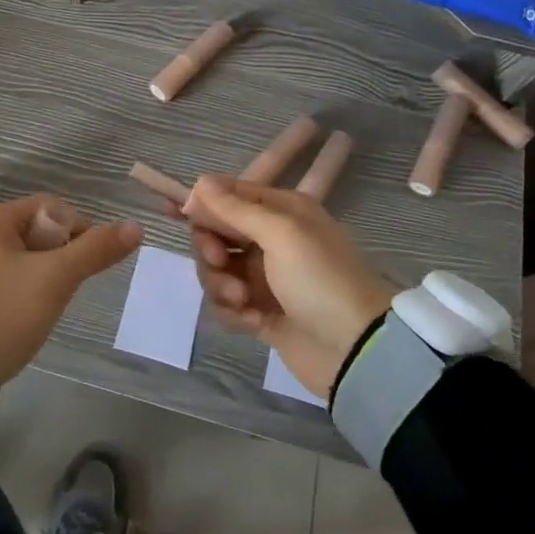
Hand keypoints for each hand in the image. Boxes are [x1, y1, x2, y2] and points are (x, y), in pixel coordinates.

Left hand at [0, 194, 141, 381]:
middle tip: (65, 286)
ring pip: (26, 256)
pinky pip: (10, 276)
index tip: (86, 263)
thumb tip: (136, 228)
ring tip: (47, 302)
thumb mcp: (56, 278)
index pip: (50, 207)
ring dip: (45, 274)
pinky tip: (29, 312)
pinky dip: (26, 288)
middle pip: (38, 231)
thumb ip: (95, 250)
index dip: (77, 229)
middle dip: (60, 256)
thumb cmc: (6, 310)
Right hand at [182, 177, 394, 397]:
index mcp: (281, 211)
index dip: (203, 203)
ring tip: (242, 301)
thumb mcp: (281, 233)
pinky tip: (251, 322)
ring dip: (220, 283)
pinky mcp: (259, 311)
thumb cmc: (320, 279)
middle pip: (216, 232)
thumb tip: (199, 182)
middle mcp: (270, 239)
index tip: (179, 214)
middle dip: (210, 247)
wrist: (355, 350)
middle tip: (219, 260)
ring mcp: (263, 277)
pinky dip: (231, 310)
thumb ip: (235, 208)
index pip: (229, 194)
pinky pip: (225, 302)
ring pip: (216, 269)